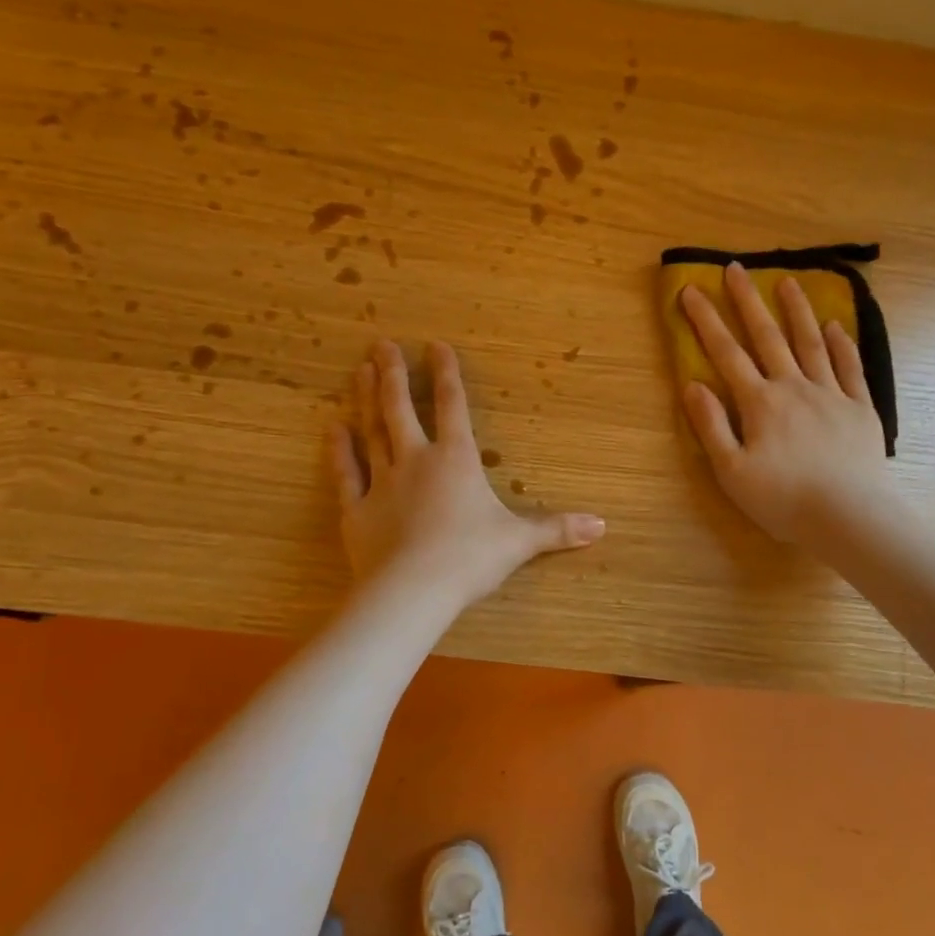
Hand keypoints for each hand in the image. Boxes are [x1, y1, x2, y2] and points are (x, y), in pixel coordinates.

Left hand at [329, 339, 604, 607]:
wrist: (414, 591)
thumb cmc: (470, 558)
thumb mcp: (520, 542)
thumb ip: (557, 530)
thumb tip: (602, 527)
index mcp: (457, 460)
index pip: (453, 406)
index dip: (448, 374)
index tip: (435, 345)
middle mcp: (416, 461)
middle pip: (401, 409)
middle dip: (394, 375)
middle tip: (380, 345)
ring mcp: (382, 483)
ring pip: (371, 432)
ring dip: (365, 400)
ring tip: (360, 371)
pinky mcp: (356, 510)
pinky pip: (345, 474)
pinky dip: (338, 452)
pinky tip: (332, 429)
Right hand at [679, 262, 888, 544]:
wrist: (849, 516)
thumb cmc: (783, 499)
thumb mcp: (731, 471)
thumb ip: (711, 426)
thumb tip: (692, 385)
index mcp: (760, 403)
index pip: (727, 354)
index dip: (706, 321)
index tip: (691, 290)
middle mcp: (794, 387)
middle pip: (767, 337)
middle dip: (748, 301)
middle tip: (736, 268)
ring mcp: (831, 394)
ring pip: (811, 343)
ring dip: (797, 311)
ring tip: (788, 281)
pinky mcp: (860, 409)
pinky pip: (849, 368)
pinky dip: (841, 344)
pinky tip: (836, 325)